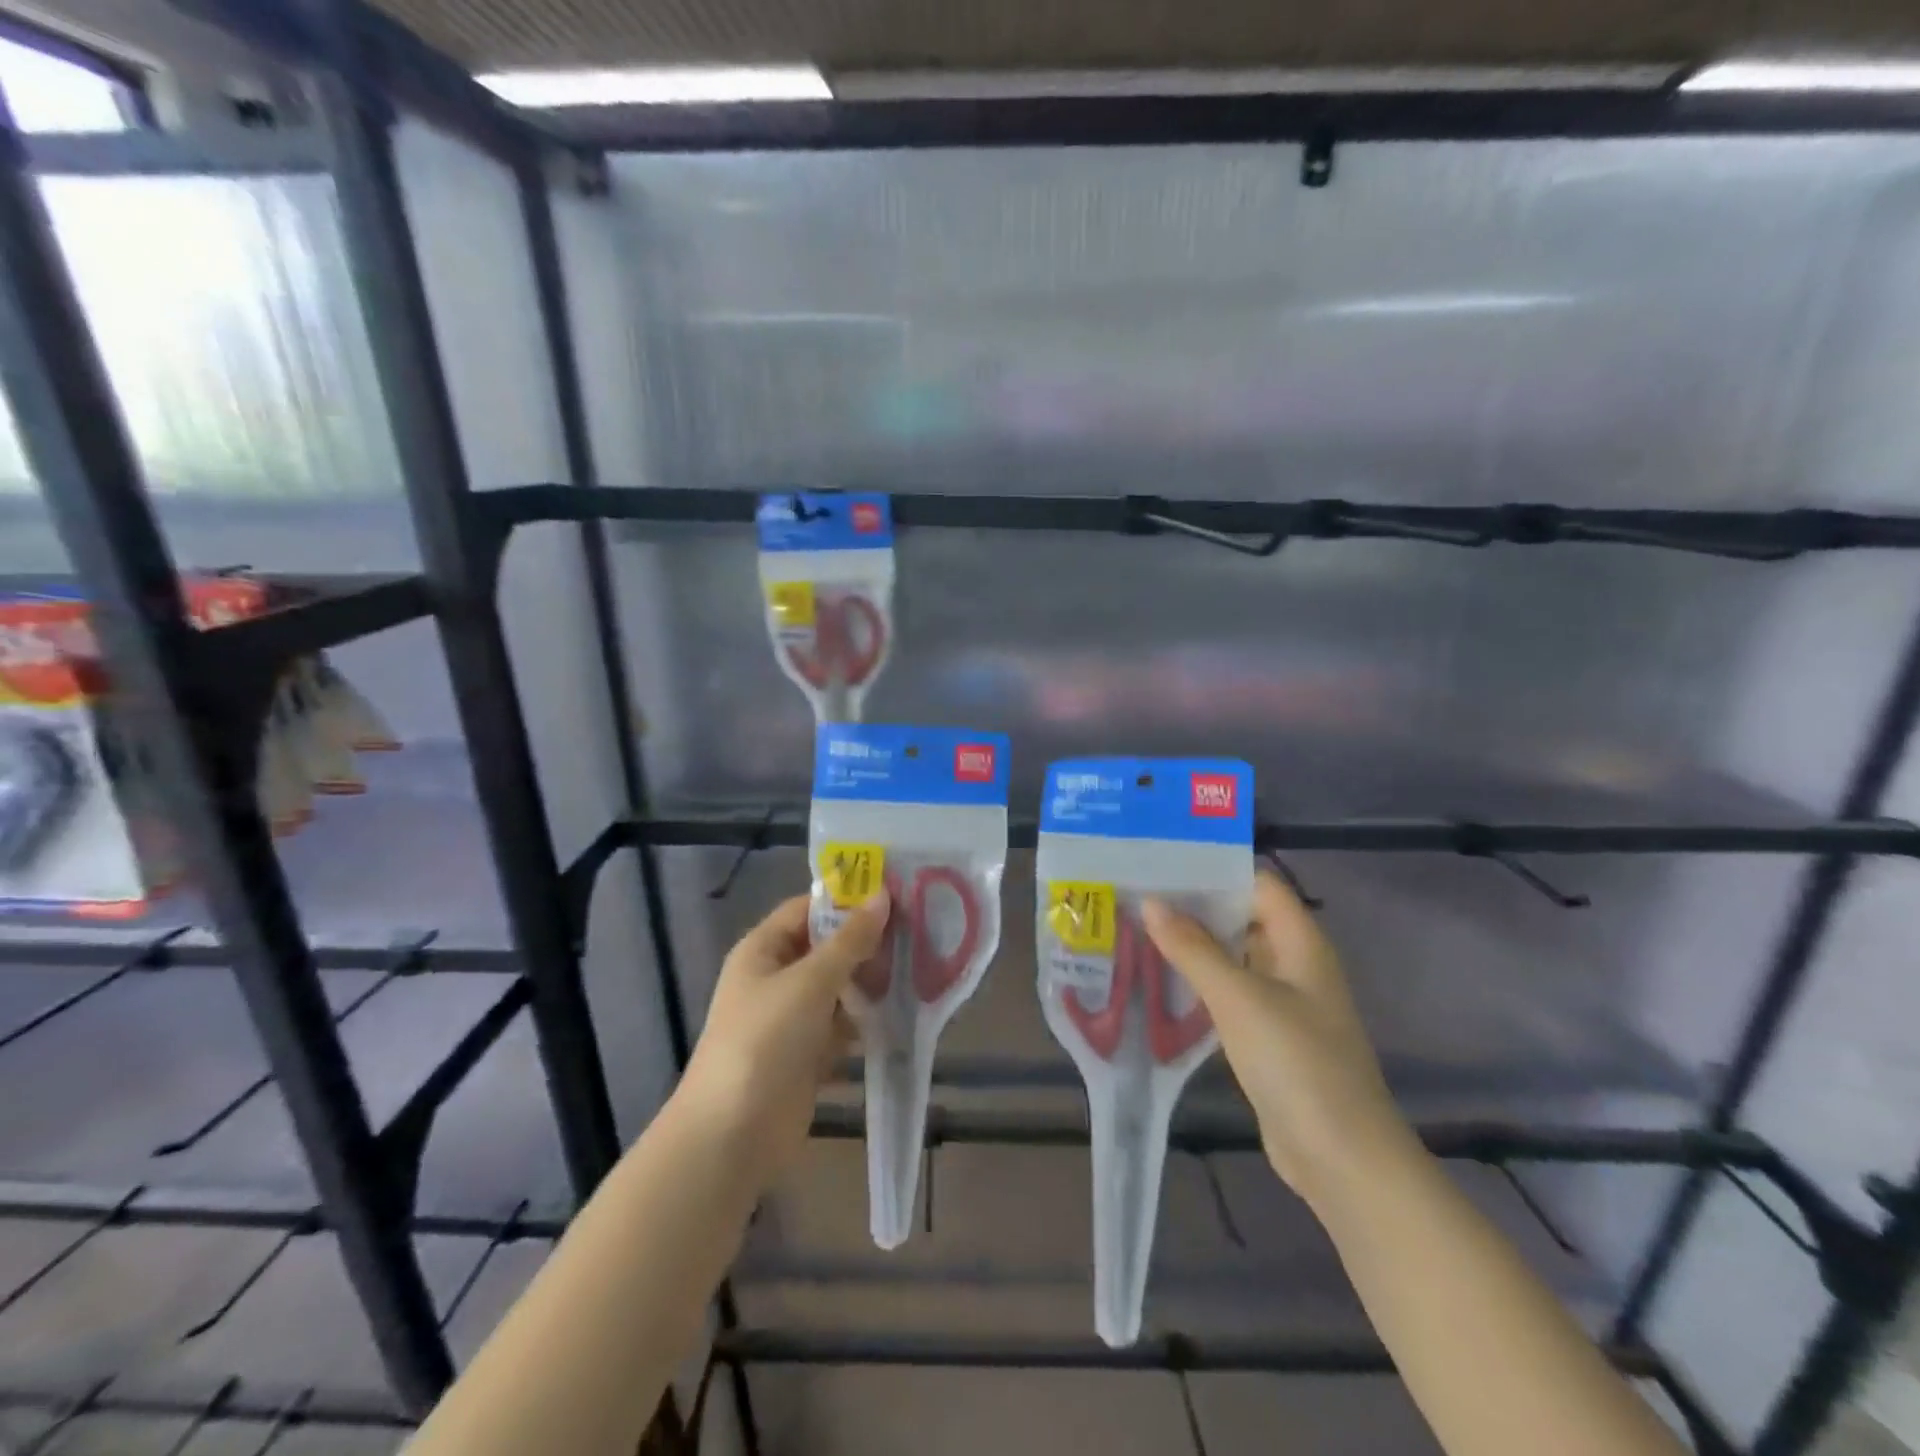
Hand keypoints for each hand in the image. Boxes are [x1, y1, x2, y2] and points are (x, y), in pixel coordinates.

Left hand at [682, 891, 890, 1182]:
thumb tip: (883, 895)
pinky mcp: (807, 1054)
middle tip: (917, 930)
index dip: (847, 900)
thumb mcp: (810, 981)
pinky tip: (903, 1011)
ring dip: (871, 981)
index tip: (895, 895)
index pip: (808, 909)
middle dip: (866, 942)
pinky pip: (842, 1025)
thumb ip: (850, 940)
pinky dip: (866, 1020)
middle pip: (826, 948)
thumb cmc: (765, 1040)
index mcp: (763, 950)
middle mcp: (775, 978)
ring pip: (838, 988)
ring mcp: (791, 1018)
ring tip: (920, 966)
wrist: (733, 1134)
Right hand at [1143, 869, 1412, 1208]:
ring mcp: (1282, 1001)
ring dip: (1192, 944)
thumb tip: (1151, 902)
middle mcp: (1294, 963)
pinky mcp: (1267, 1035)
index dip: (1215, 868)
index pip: (1258, 883)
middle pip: (1242, 917)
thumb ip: (1193, 948)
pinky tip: (1158, 977)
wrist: (1340, 1157)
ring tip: (1137, 926)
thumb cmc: (1296, 1062)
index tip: (1163, 860)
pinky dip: (1198, 980)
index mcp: (1301, 942)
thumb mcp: (1239, 997)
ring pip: (1232, 956)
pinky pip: (1228, 992)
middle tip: (1138, 891)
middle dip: (1194, 905)